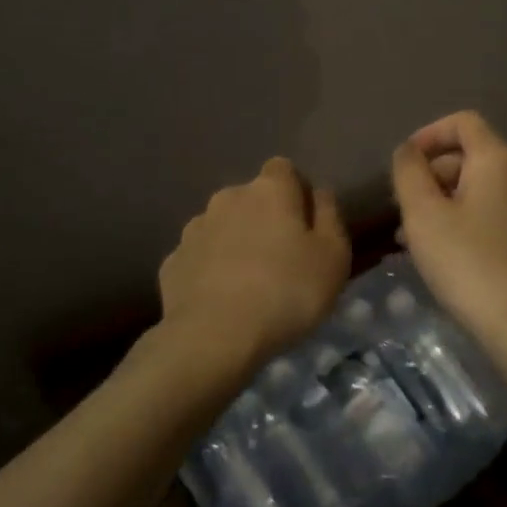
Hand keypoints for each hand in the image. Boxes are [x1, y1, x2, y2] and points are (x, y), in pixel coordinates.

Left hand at [158, 157, 350, 381]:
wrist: (213, 337)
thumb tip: (319, 193)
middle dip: (266, 219)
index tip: (307, 226)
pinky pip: (200, 258)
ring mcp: (194, 229)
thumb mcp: (334, 256)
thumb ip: (330, 216)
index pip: (284, 169)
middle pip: (252, 198)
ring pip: (223, 227)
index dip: (298, 192)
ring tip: (250, 285)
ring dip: (236, 243)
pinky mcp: (172, 262)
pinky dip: (211, 270)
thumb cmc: (287, 292)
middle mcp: (228, 198)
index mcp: (269, 190)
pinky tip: (222, 301)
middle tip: (283, 260)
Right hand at [391, 111, 506, 347]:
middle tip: (402, 207)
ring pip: (476, 187)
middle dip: (431, 174)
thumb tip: (407, 151)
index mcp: (497, 159)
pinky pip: (489, 211)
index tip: (403, 164)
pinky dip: (462, 218)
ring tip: (410, 234)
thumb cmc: (466, 261)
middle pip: (468, 155)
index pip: (462, 122)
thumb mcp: (423, 214)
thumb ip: (409, 172)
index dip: (428, 134)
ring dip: (442, 200)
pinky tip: (439, 251)